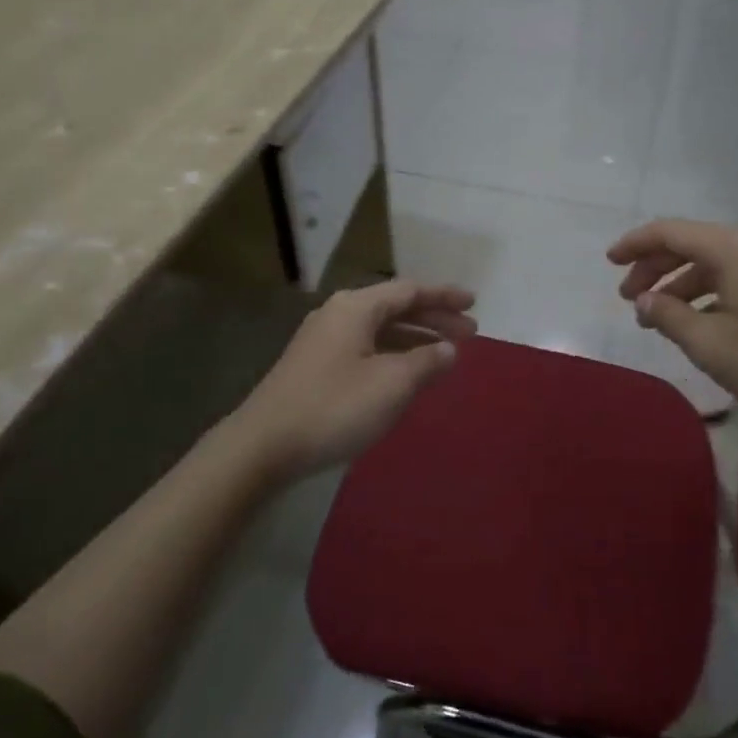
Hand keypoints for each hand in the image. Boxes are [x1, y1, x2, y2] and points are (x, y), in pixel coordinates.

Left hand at [229, 280, 477, 481]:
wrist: (264, 446)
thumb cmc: (335, 407)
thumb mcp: (392, 384)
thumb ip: (426, 361)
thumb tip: (448, 349)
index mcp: (356, 307)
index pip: (410, 290)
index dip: (444, 296)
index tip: (474, 303)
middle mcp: (338, 314)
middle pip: (395, 307)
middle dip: (434, 318)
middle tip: (470, 332)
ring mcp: (323, 340)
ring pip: (380, 329)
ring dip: (415, 338)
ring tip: (445, 354)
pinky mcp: (315, 366)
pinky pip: (366, 348)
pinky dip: (393, 354)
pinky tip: (406, 373)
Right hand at [607, 219, 737, 438]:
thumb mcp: (711, 344)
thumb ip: (669, 317)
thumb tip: (644, 301)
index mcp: (732, 251)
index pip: (671, 232)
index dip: (635, 244)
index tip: (608, 262)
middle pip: (690, 245)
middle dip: (654, 267)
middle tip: (628, 297)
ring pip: (710, 264)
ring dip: (678, 285)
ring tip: (655, 318)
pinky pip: (731, 280)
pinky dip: (704, 295)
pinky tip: (694, 325)